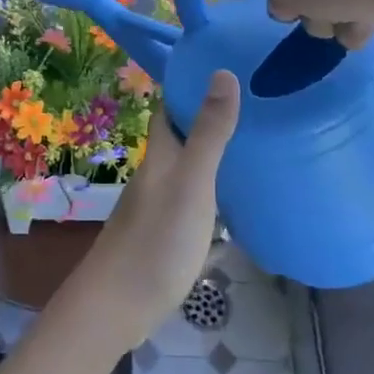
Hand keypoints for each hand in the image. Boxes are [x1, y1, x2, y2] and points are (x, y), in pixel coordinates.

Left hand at [69, 72, 239, 352]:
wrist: (117, 307)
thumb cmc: (157, 239)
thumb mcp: (192, 182)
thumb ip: (209, 132)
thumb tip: (223, 71)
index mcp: (161, 154)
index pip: (171, 106)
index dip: (191, 84)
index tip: (227, 66)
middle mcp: (158, 174)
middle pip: (181, 136)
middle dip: (209, 118)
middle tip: (254, 107)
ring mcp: (159, 207)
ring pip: (189, 169)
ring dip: (214, 156)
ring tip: (256, 149)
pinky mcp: (166, 236)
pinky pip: (195, 202)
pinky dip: (215, 194)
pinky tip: (238, 205)